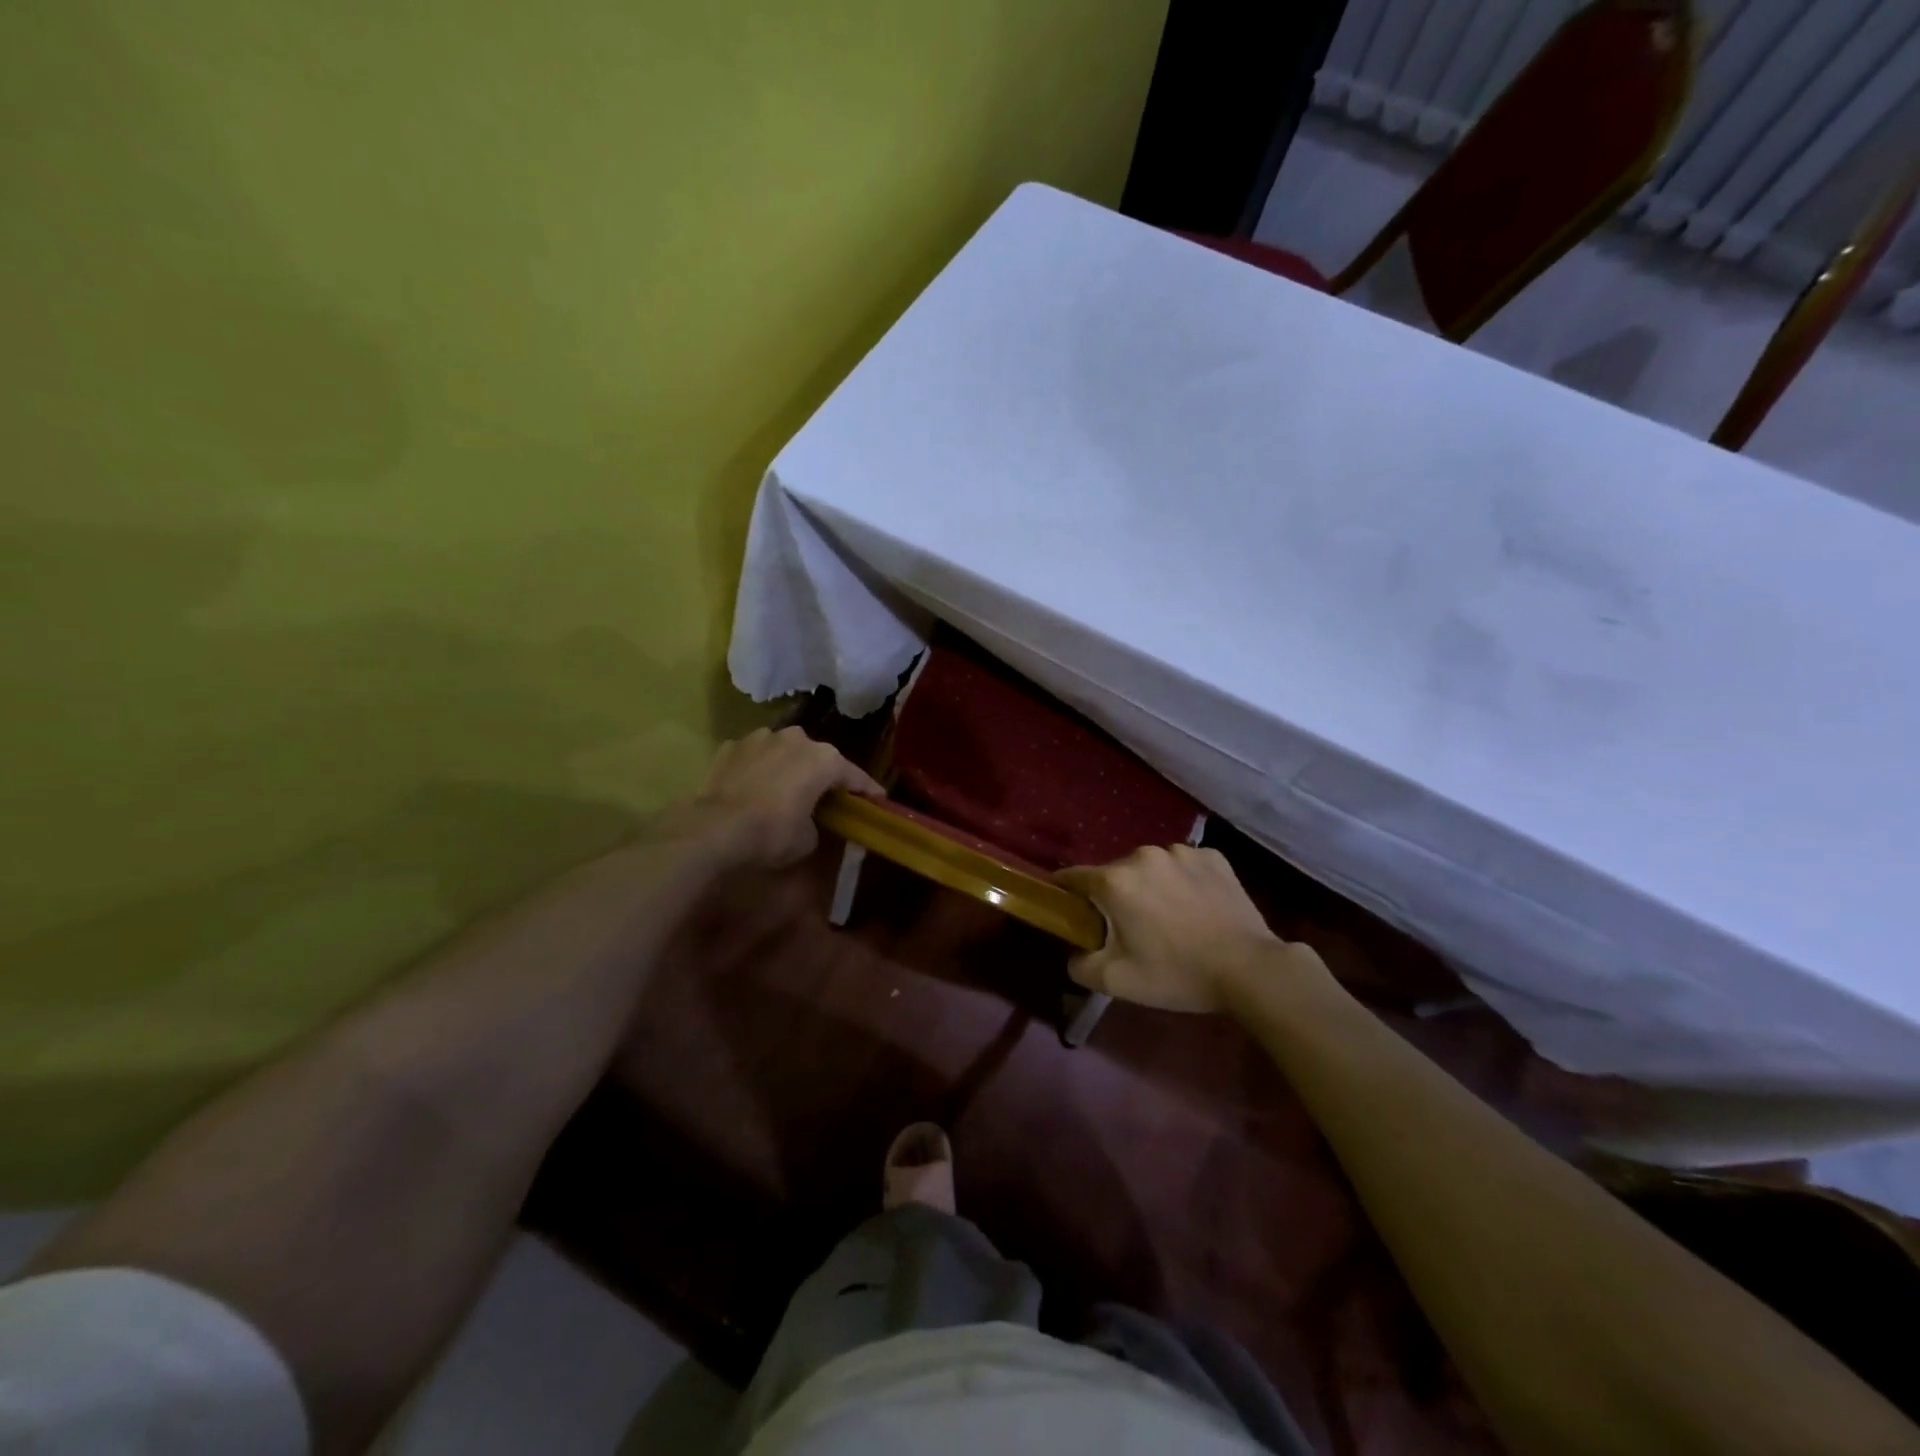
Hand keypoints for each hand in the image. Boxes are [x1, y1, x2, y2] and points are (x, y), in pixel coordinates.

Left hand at [686, 726, 882, 868]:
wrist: (714, 829)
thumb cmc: (772, 833)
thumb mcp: (809, 839)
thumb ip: (818, 823)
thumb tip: (811, 822)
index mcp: (824, 759)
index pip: (854, 775)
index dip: (867, 790)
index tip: (877, 801)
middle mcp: (796, 738)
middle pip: (818, 757)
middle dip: (823, 775)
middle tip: (826, 797)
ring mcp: (761, 738)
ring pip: (784, 751)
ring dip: (788, 766)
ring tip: (785, 789)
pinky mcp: (731, 746)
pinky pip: (754, 757)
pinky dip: (758, 768)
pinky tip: (753, 787)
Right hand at [1056, 845, 1317, 1013]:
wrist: (1250, 969)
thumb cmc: (1177, 973)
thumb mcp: (1117, 981)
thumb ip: (1079, 965)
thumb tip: (1074, 952)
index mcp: (1115, 880)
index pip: (1072, 877)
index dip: (1066, 894)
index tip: (1071, 912)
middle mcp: (1143, 855)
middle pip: (1114, 874)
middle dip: (1115, 897)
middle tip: (1131, 930)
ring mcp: (1182, 852)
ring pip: (1150, 868)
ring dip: (1150, 887)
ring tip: (1170, 919)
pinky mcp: (1213, 856)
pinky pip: (1184, 866)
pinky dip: (1183, 882)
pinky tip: (1197, 909)